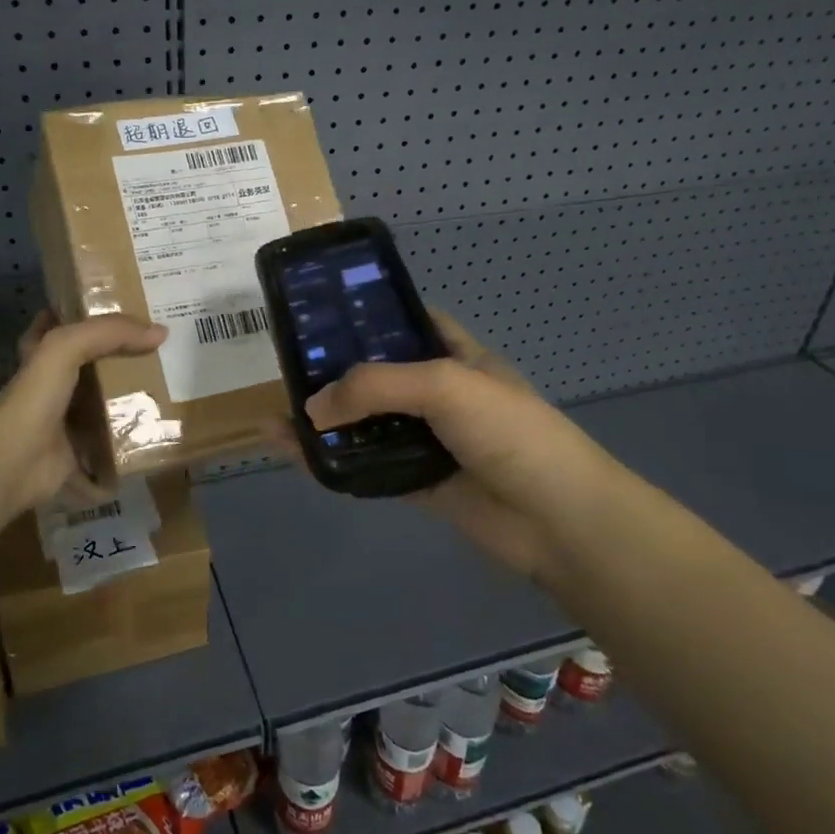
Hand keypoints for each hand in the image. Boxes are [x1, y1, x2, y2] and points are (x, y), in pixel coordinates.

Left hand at [0, 310, 166, 516]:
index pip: (63, 324)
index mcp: (42, 356)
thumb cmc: (34, 398)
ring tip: (174, 392)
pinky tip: (161, 439)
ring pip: (104, 408)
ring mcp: (64, 424)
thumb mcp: (66, 347)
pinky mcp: (77, 456)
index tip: (127, 309)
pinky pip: (110, 451)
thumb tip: (161, 333)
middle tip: (164, 352)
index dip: (89, 314)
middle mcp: (52, 387)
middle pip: (93, 367)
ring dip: (133, 405)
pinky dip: (129, 451)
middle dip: (124, 360)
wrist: (12, 464)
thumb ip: (110, 332)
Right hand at [296, 314, 629, 580]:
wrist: (557, 519)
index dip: (372, 315)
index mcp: (456, 356)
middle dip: (337, 371)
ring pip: (368, 424)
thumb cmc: (509, 432)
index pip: (410, 322)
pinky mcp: (417, 482)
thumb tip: (312, 408)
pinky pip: (367, 467)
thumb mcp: (444, 385)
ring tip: (276, 412)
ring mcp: (428, 440)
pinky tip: (295, 454)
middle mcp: (440, 394)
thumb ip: (374, 386)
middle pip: (379, 375)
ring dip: (327, 421)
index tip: (324, 314)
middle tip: (287, 365)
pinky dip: (333, 462)